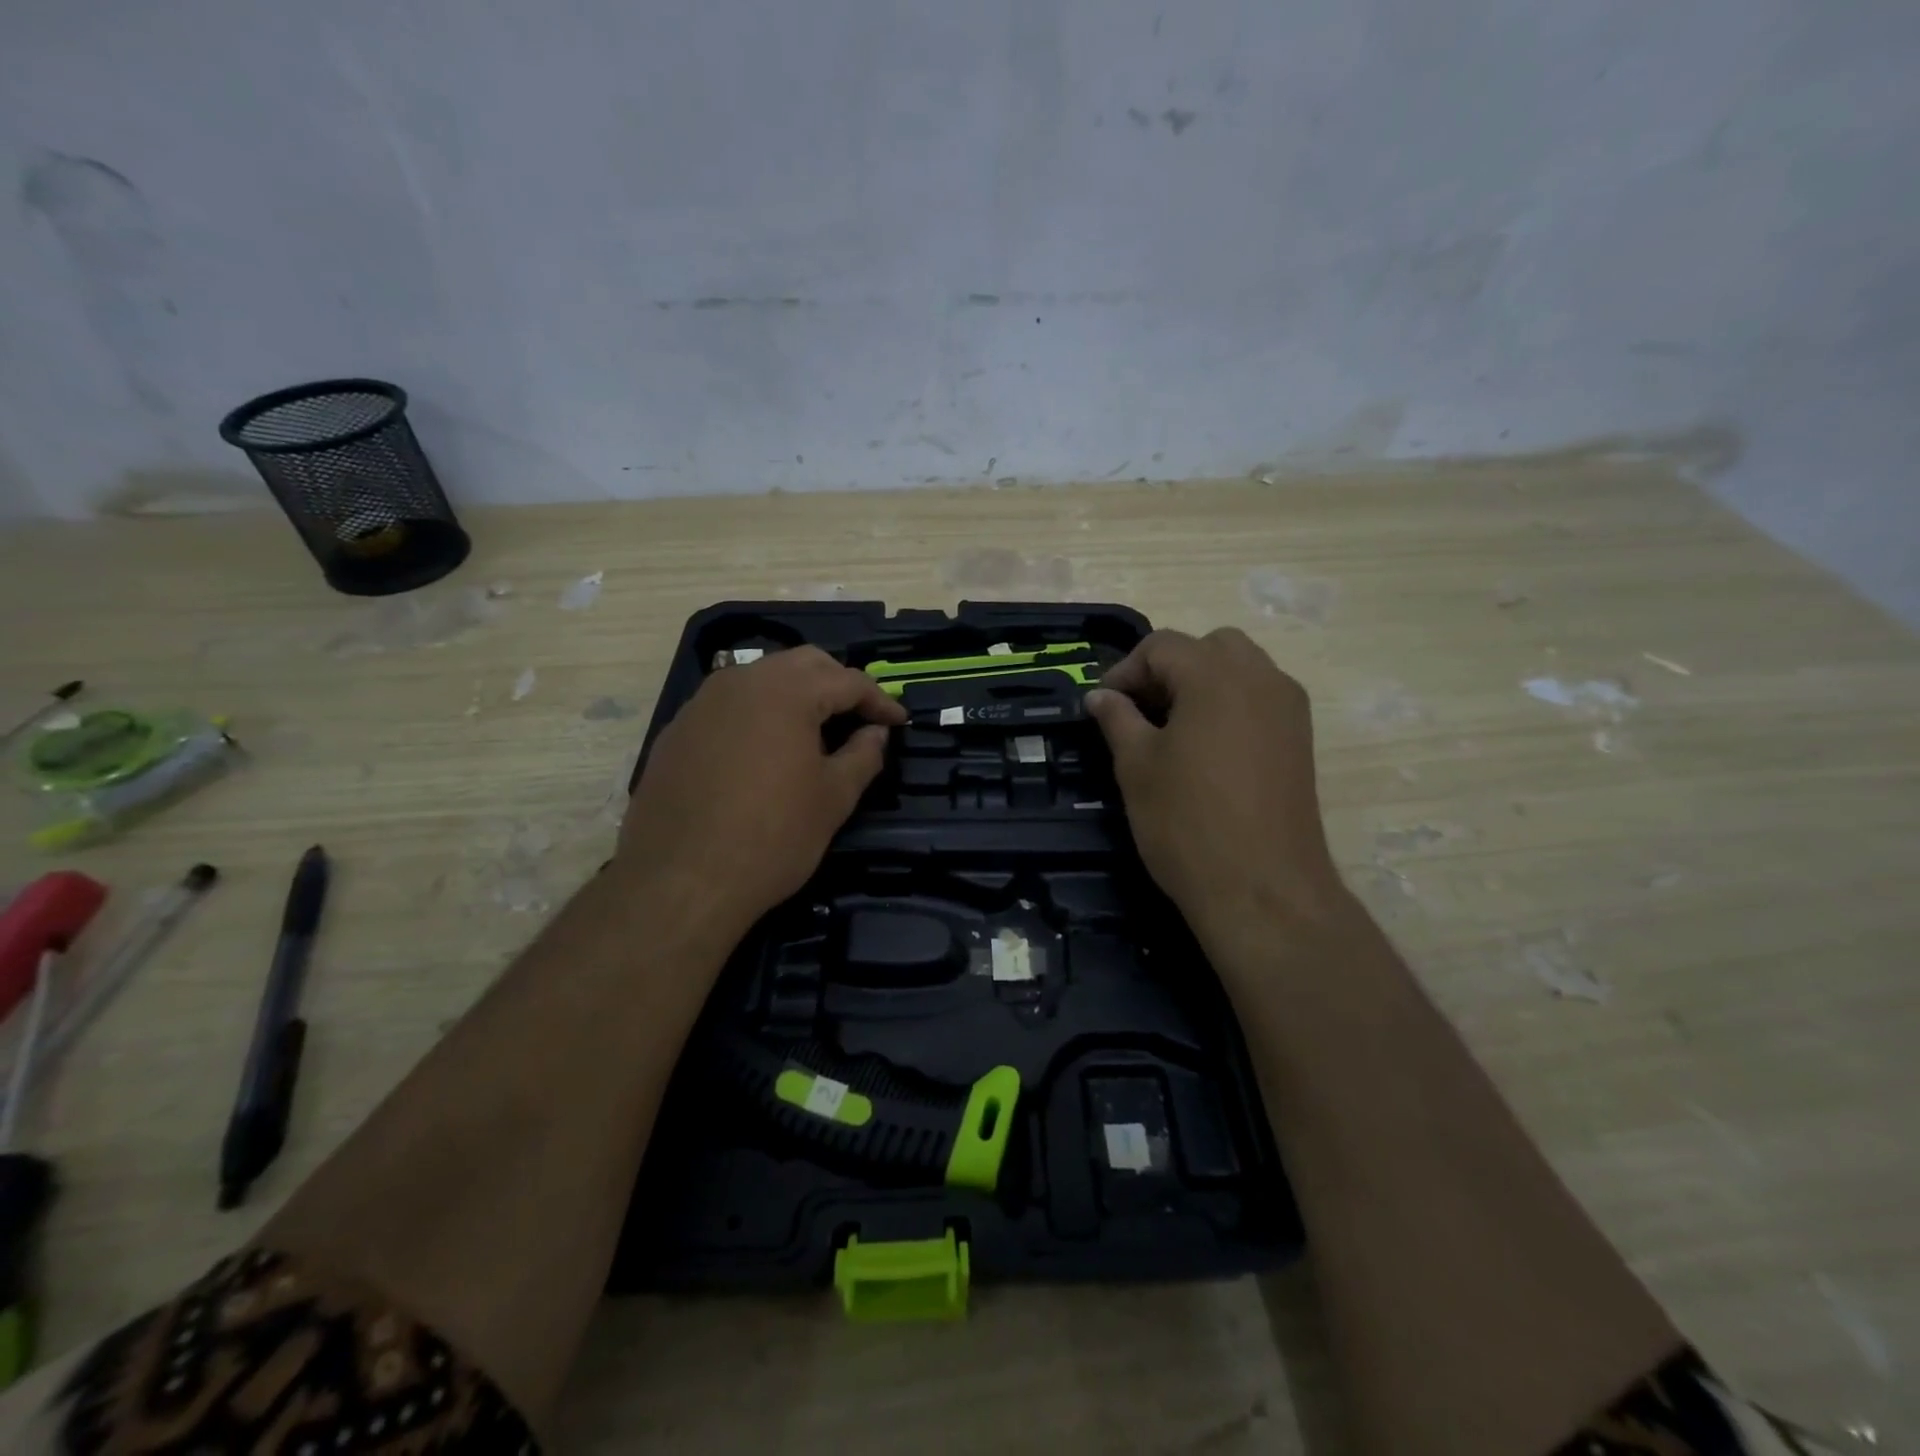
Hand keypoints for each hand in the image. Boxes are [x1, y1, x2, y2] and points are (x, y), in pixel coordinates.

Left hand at [618, 647, 904, 934]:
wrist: (679, 883)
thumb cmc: (772, 838)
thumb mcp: (833, 799)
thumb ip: (863, 756)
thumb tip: (875, 734)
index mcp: (786, 691)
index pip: (847, 680)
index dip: (879, 700)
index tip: (898, 723)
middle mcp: (741, 682)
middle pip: (803, 664)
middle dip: (838, 684)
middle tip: (860, 718)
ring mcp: (702, 704)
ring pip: (761, 679)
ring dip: (796, 694)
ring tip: (816, 731)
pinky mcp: (677, 731)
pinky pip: (728, 706)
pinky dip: (758, 714)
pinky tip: (764, 752)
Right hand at [1085, 629, 1346, 942]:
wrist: (1263, 889)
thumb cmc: (1187, 823)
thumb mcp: (1136, 767)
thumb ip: (1117, 719)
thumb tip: (1100, 696)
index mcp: (1215, 676)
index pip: (1162, 646)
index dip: (1126, 670)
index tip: (1104, 706)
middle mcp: (1261, 678)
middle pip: (1210, 647)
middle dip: (1170, 668)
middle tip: (1142, 709)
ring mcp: (1288, 708)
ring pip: (1241, 668)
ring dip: (1203, 683)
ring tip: (1173, 727)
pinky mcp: (1301, 739)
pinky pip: (1261, 698)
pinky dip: (1230, 703)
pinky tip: (1207, 747)